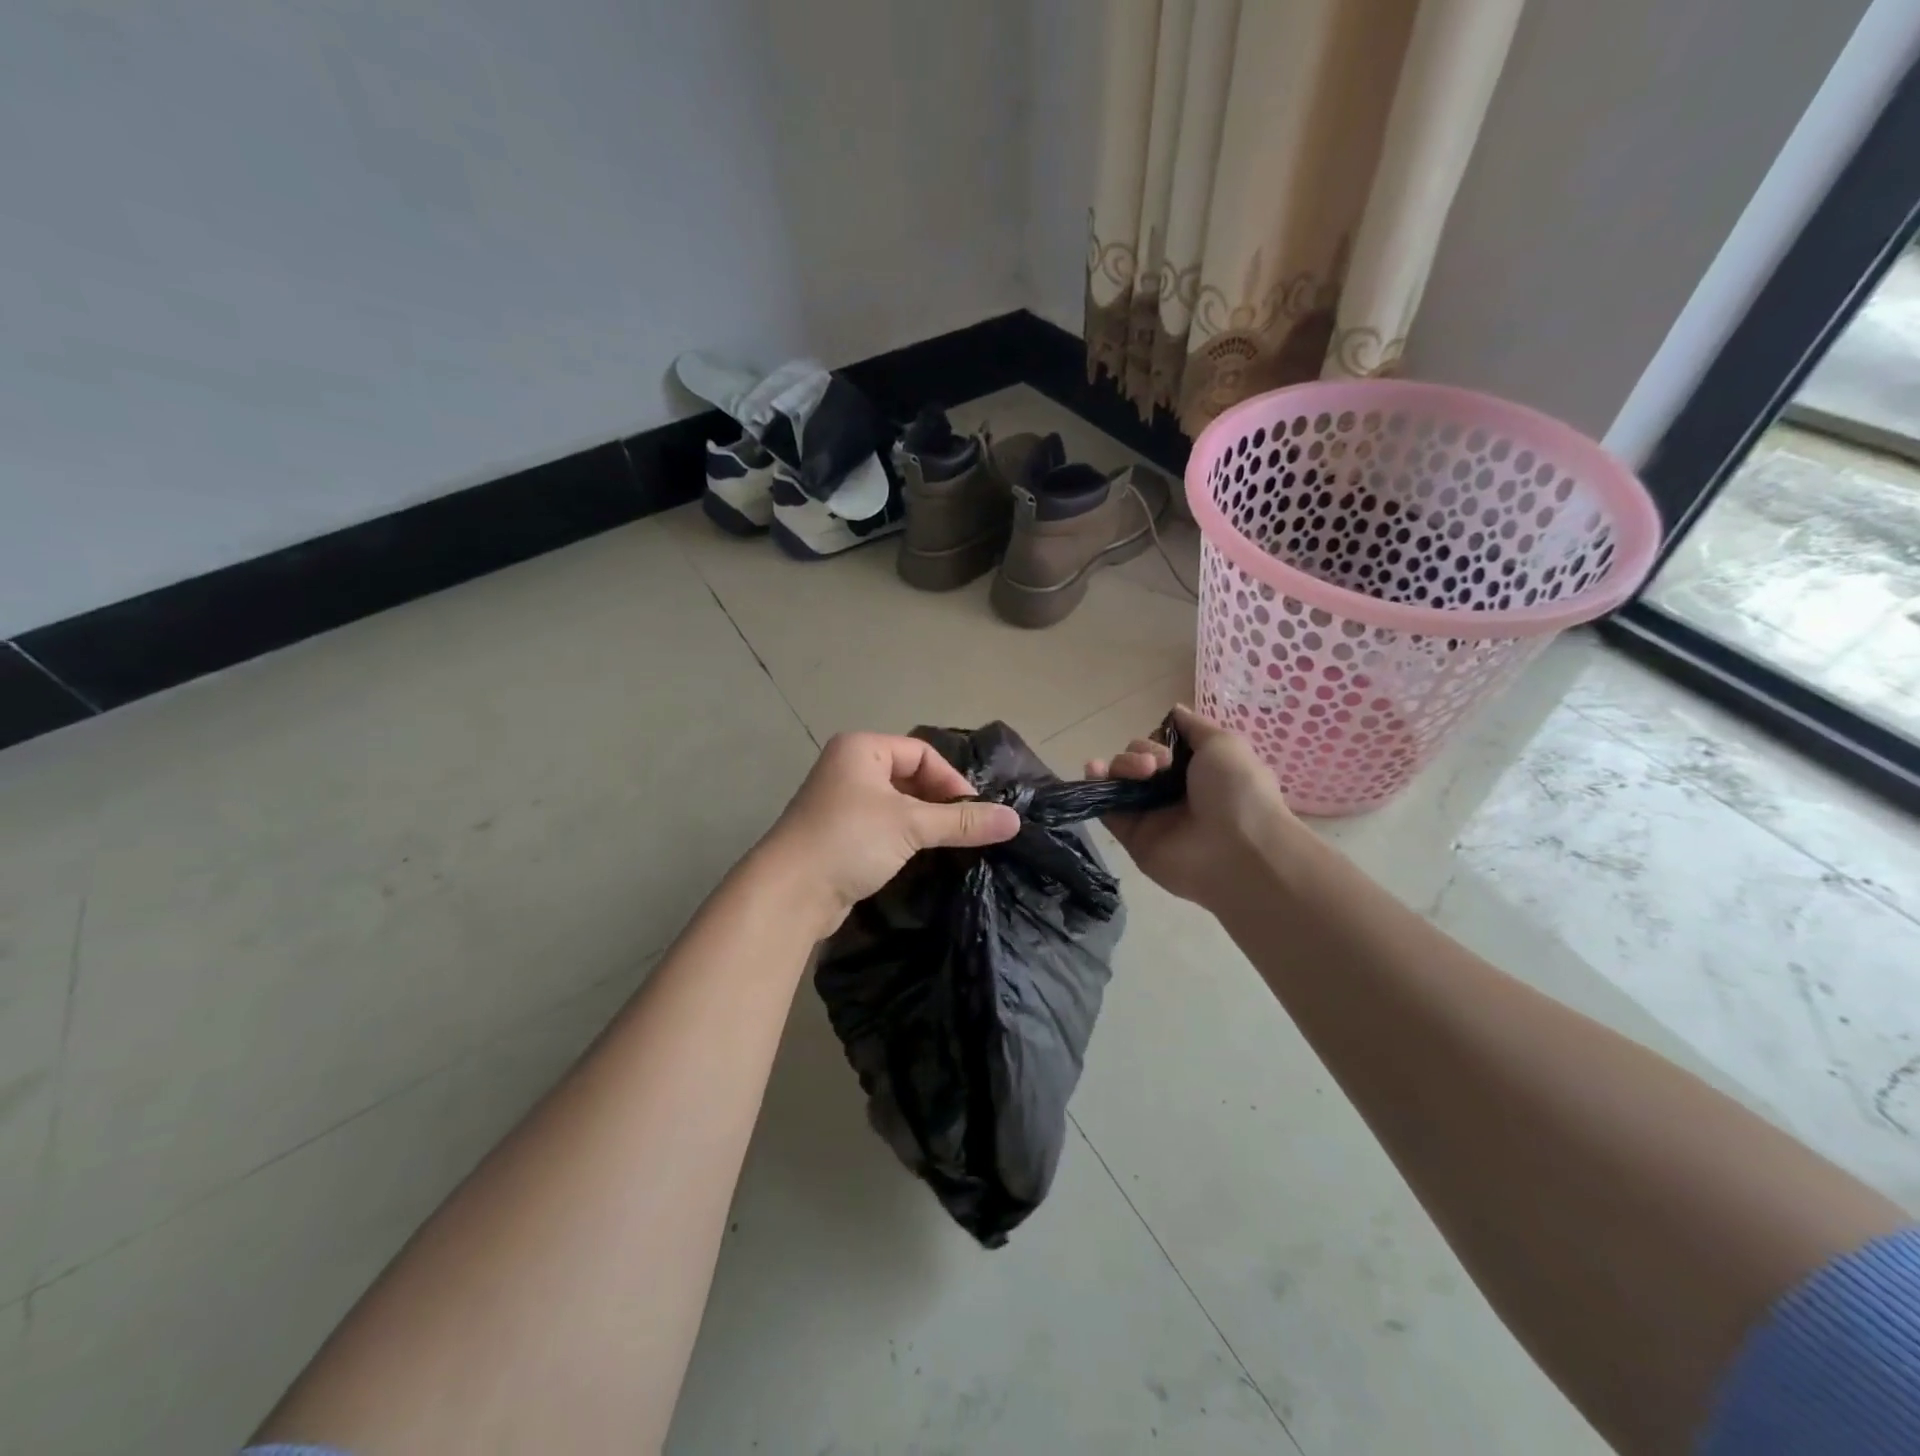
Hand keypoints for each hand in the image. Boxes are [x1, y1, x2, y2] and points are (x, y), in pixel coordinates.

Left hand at [754, 732, 1020, 938]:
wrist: (790, 893)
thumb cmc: (849, 840)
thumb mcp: (911, 825)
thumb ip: (962, 821)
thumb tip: (1014, 820)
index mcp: (862, 748)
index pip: (922, 754)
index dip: (951, 780)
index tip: (973, 813)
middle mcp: (849, 768)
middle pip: (910, 777)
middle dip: (939, 803)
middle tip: (965, 831)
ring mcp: (841, 803)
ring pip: (897, 805)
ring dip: (924, 823)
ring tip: (948, 846)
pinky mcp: (840, 836)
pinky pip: (882, 827)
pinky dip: (904, 839)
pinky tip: (920, 859)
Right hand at [1086, 705, 1295, 909]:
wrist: (1238, 849)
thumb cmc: (1237, 791)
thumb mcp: (1224, 744)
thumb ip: (1193, 727)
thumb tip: (1174, 710)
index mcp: (1197, 772)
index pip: (1162, 748)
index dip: (1157, 740)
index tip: (1167, 746)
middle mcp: (1171, 792)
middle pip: (1137, 760)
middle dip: (1140, 753)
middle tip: (1158, 765)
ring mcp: (1150, 815)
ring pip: (1120, 780)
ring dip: (1121, 765)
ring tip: (1140, 773)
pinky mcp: (1131, 835)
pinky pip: (1106, 808)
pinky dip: (1096, 786)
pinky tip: (1094, 770)